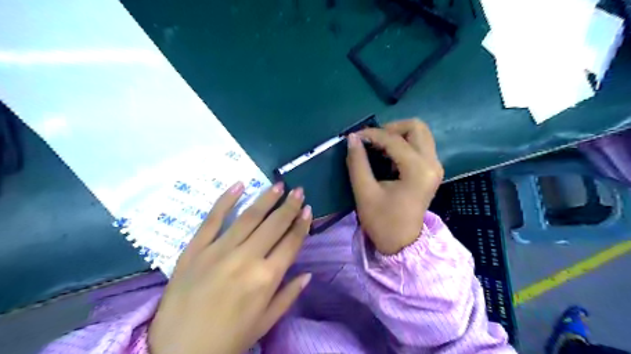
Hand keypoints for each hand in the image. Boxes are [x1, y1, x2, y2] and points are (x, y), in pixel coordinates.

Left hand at [148, 183, 315, 353]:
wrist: (178, 353)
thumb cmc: (228, 339)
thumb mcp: (265, 323)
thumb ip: (288, 295)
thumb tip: (308, 274)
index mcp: (266, 278)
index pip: (291, 242)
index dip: (302, 224)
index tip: (308, 209)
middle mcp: (246, 258)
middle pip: (274, 225)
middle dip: (289, 205)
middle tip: (298, 190)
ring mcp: (219, 251)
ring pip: (248, 216)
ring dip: (266, 198)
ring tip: (278, 185)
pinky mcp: (195, 249)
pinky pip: (212, 219)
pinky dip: (226, 200)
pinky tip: (239, 185)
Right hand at [344, 118, 442, 253]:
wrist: (402, 244)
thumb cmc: (383, 222)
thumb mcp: (365, 192)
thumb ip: (357, 162)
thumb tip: (352, 138)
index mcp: (418, 170)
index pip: (393, 139)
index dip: (371, 134)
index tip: (353, 138)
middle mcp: (432, 163)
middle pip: (416, 127)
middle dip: (390, 129)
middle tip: (371, 141)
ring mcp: (435, 166)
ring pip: (419, 134)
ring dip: (397, 135)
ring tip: (376, 147)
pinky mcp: (431, 171)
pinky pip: (419, 145)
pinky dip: (402, 144)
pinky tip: (386, 156)